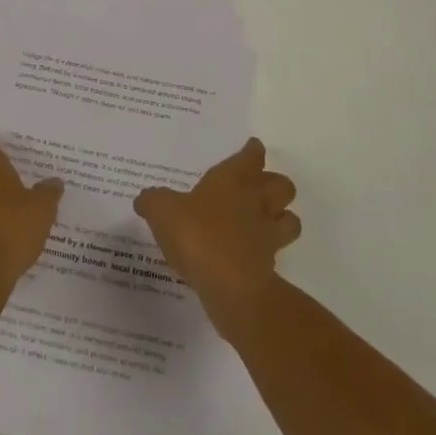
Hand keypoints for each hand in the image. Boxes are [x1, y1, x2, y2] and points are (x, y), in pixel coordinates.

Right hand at [134, 138, 299, 325]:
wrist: (231, 286)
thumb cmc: (197, 235)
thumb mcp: (162, 211)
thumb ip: (153, 201)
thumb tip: (145, 199)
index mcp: (233, 180)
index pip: (251, 157)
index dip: (252, 151)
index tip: (251, 148)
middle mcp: (256, 202)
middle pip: (281, 185)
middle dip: (274, 184)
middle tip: (257, 188)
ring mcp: (267, 234)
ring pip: (290, 218)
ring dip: (282, 217)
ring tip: (264, 222)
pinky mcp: (269, 266)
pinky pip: (275, 252)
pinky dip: (267, 251)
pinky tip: (249, 255)